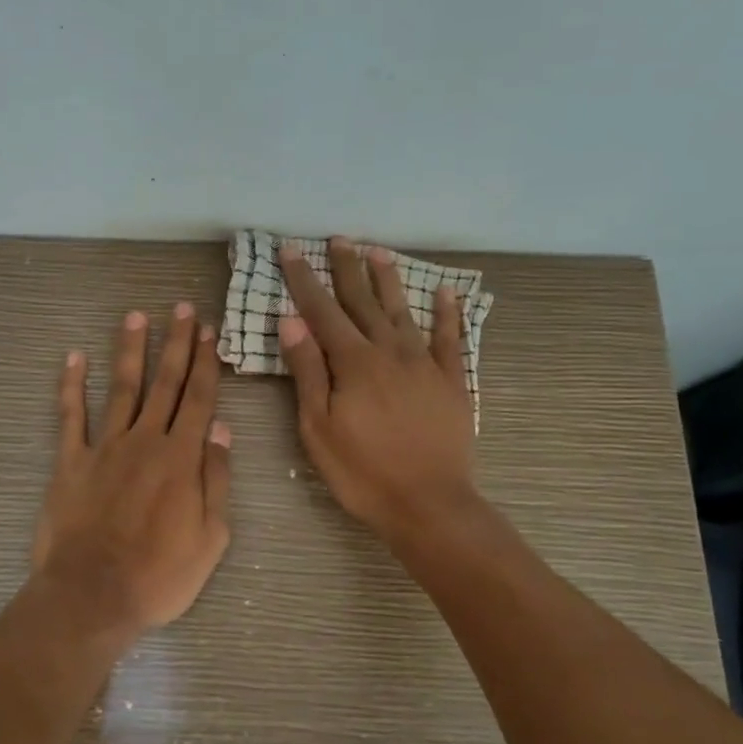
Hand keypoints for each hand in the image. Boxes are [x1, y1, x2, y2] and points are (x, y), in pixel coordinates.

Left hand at [31, 303, 232, 637]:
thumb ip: (217, 478)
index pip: (199, 399)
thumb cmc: (160, 575)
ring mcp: (104, 447)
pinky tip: (74, 357)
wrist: (93, 595)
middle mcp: (145, 441)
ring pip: (122, 388)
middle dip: (176, 344)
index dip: (206, 363)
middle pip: (165, 383)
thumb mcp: (211, 537)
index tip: (209, 331)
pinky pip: (70, 416)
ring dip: (130, 350)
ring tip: (136, 316)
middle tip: (182, 308)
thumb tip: (221, 428)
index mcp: (182, 457)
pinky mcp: (70, 461)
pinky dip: (71, 385)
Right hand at [278, 237, 478, 543]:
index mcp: (353, 363)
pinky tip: (446, 294)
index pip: (322, 311)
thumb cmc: (362, 471)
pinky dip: (447, 315)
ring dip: (389, 281)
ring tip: (378, 252)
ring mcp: (424, 365)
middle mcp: (390, 352)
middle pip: (363, 302)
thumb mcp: (318, 427)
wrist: (429, 504)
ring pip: (403, 312)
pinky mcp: (451, 382)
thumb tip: (292, 320)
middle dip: (347, 269)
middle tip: (338, 239)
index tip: (291, 249)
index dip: (305, 279)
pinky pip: (449, 340)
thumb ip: (307, 371)